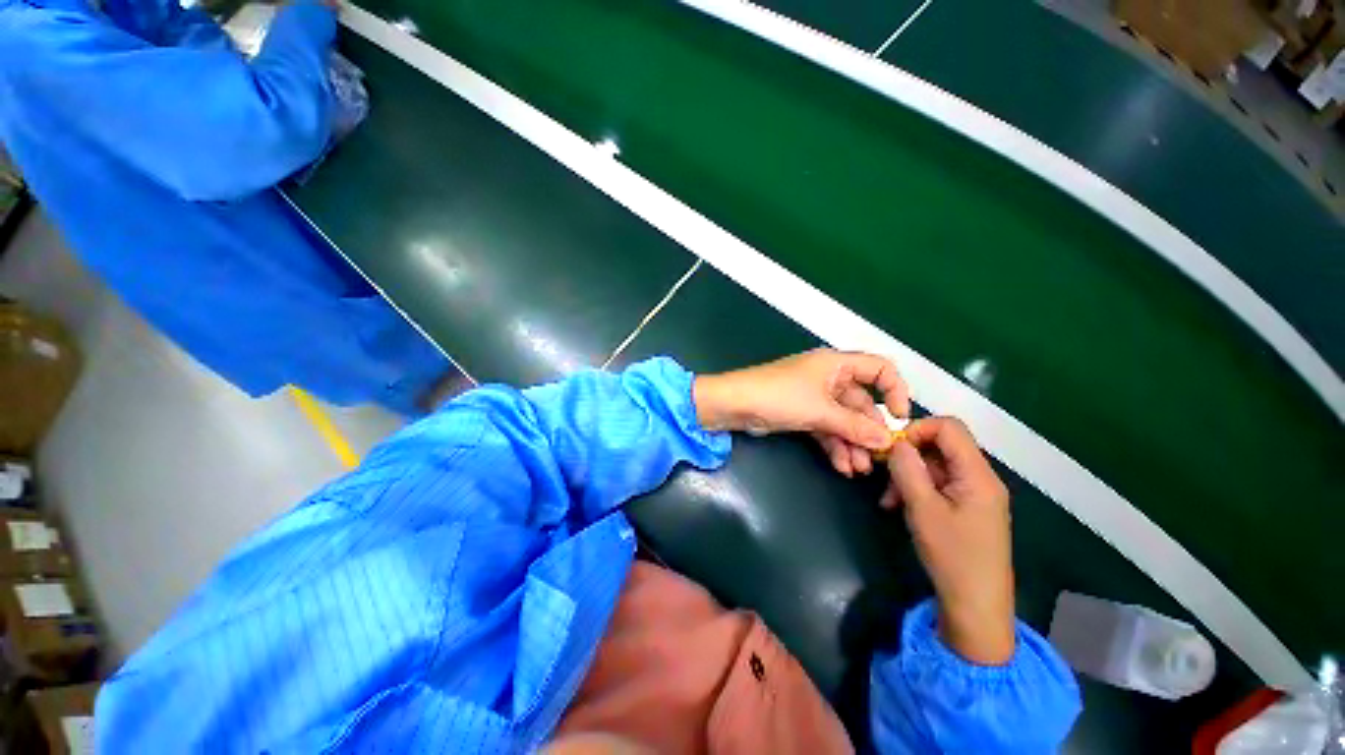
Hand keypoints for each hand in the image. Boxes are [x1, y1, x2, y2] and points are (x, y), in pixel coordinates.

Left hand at [694, 349, 908, 475]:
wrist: (734, 405)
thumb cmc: (778, 396)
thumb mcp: (820, 410)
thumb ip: (854, 425)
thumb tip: (885, 439)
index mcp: (835, 364)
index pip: (878, 369)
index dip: (895, 390)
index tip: (900, 418)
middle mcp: (828, 377)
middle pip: (860, 402)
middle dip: (868, 431)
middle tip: (878, 458)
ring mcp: (813, 397)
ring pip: (842, 420)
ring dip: (851, 443)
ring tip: (859, 470)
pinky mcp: (800, 413)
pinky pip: (825, 428)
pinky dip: (833, 444)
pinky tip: (841, 466)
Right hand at [882, 418, 1015, 664]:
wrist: (976, 606)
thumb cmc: (952, 556)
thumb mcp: (922, 509)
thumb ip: (908, 469)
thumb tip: (897, 442)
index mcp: (978, 475)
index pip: (949, 427)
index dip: (917, 429)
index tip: (892, 449)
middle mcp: (981, 478)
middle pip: (941, 446)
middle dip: (909, 456)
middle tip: (884, 477)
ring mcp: (975, 494)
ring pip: (936, 466)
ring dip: (908, 476)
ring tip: (889, 500)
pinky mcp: (968, 509)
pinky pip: (939, 485)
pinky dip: (917, 489)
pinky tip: (899, 507)